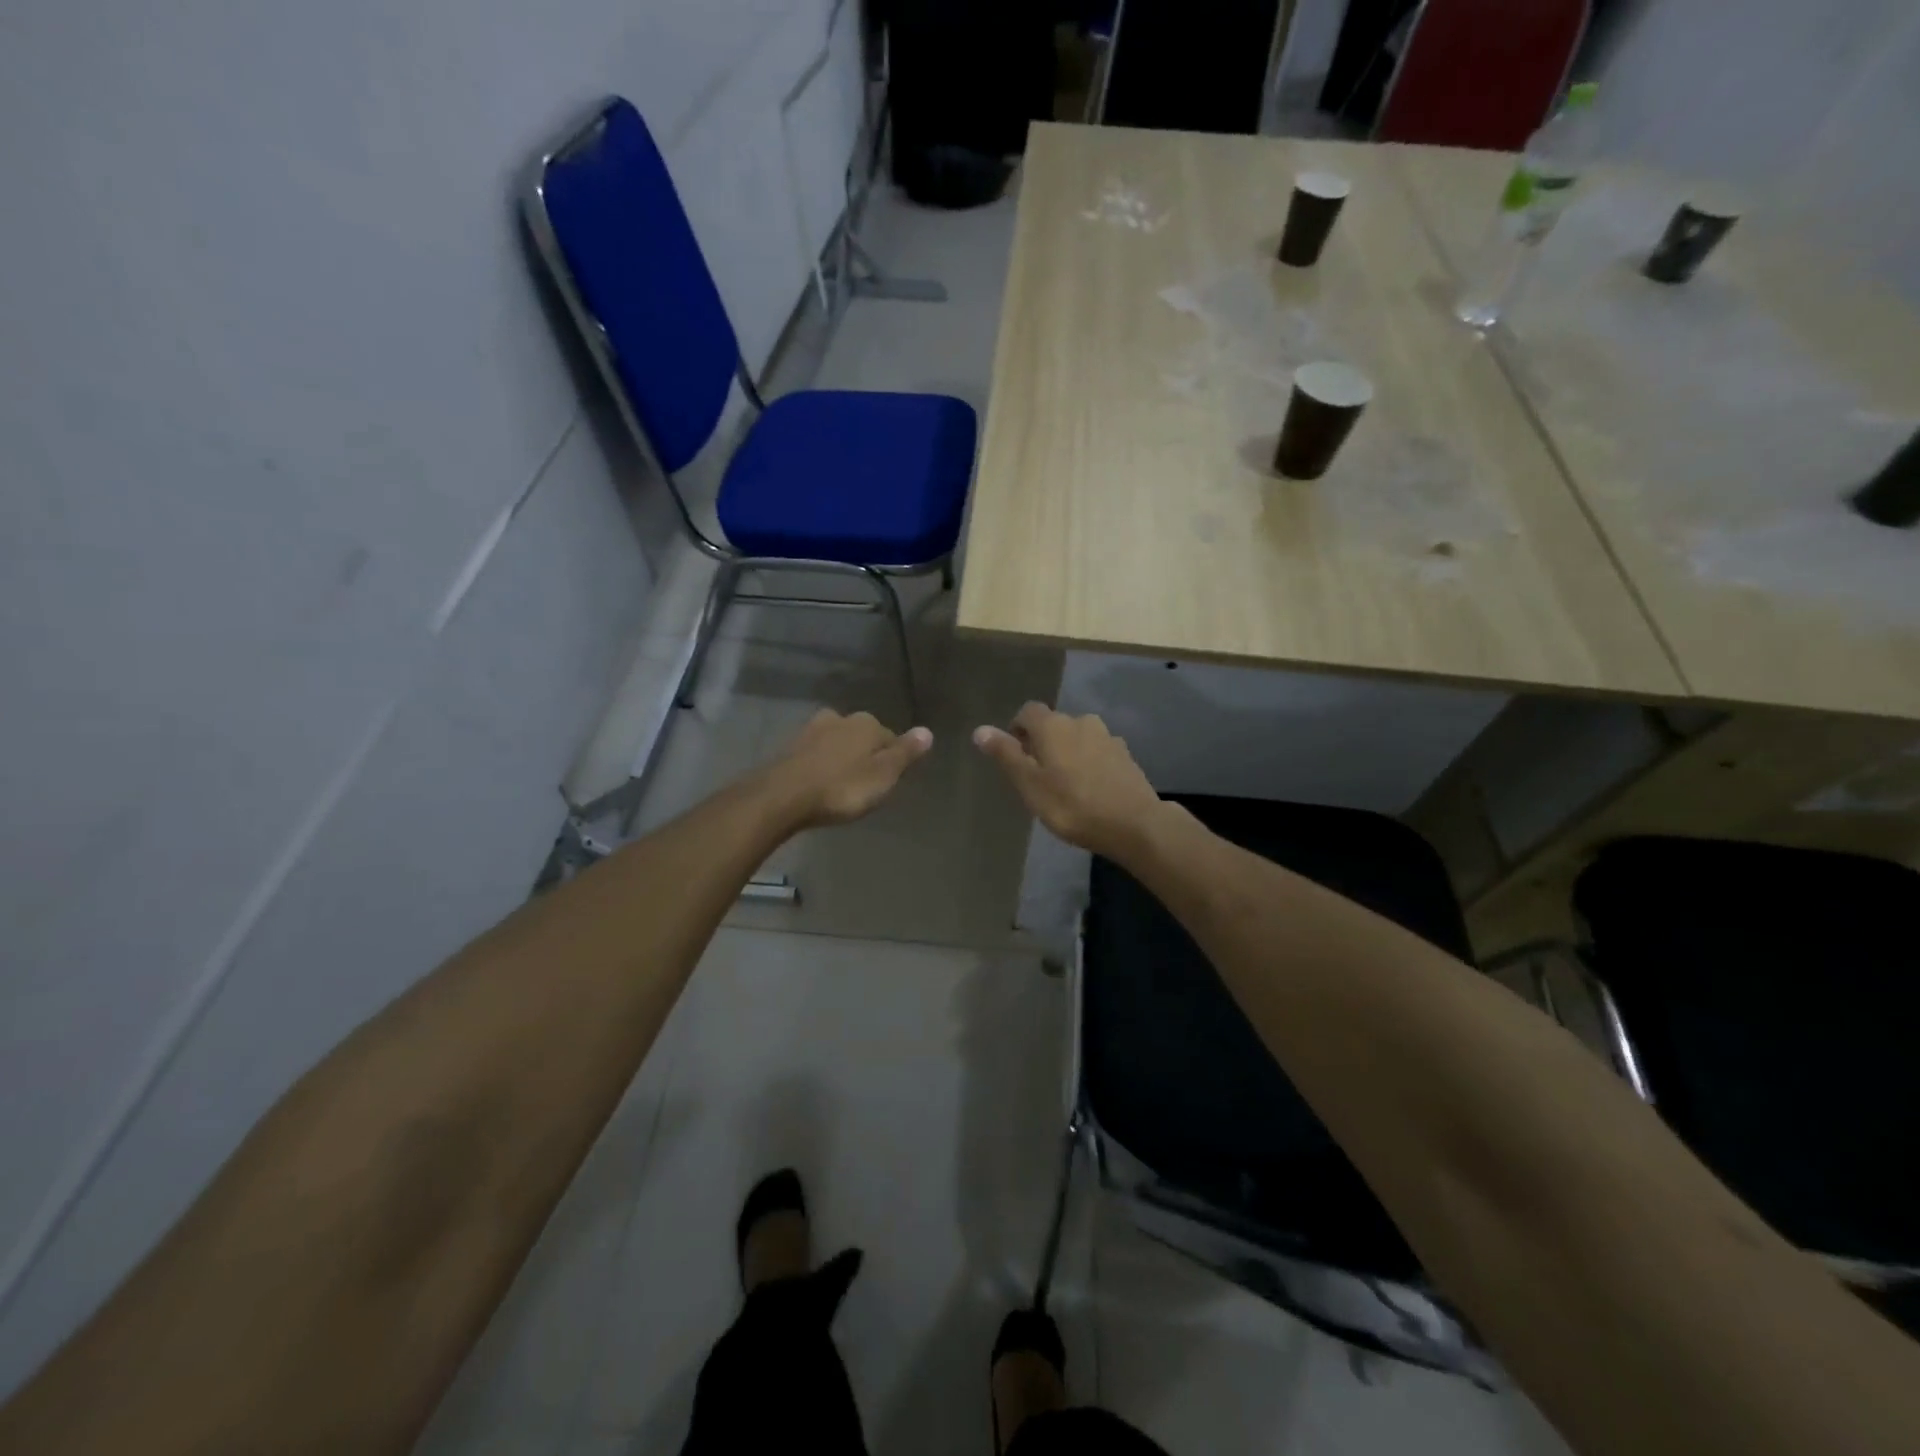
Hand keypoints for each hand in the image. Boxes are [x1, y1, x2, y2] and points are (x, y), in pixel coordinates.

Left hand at [764, 709, 933, 828]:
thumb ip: (905, 753)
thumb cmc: (841, 789)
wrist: (782, 797)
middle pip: (863, 737)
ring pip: (838, 742)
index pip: (891, 738)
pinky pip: (816, 753)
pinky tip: (820, 782)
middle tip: (865, 785)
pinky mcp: (791, 746)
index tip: (889, 782)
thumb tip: (927, 731)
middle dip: (865, 755)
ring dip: (842, 758)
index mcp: (867, 724)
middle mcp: (841, 718)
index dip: (893, 760)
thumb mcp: (883, 776)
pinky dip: (821, 764)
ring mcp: (812, 729)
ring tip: (842, 784)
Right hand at [973, 703, 1162, 856]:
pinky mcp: (1125, 755)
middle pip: (1054, 724)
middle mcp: (1081, 721)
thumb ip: (1006, 754)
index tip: (1015, 755)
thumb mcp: (1029, 784)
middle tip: (1037, 776)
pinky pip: (1097, 752)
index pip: (1027, 711)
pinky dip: (1089, 763)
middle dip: (1042, 743)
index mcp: (1053, 725)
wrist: (1133, 824)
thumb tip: (980, 730)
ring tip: (1065, 784)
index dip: (1017, 729)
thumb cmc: (1071, 805)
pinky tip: (1090, 788)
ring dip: (1067, 752)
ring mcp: (1108, 736)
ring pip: (1077, 737)